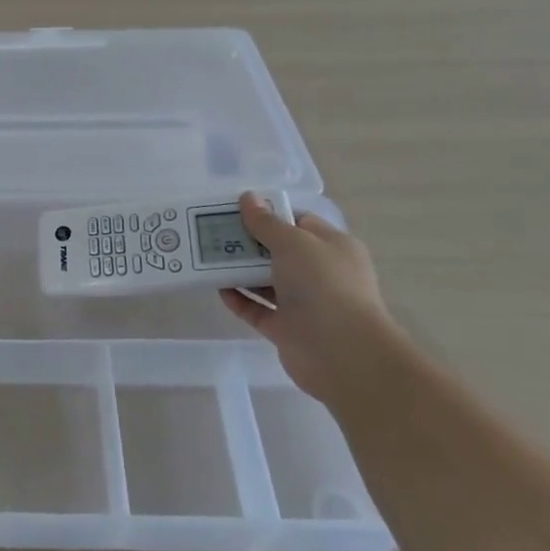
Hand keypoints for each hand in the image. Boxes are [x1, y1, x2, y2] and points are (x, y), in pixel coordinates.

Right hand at [219, 194, 404, 401]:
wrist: (342, 353)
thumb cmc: (323, 285)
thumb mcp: (293, 242)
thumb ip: (266, 222)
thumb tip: (248, 198)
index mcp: (332, 247)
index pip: (299, 222)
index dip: (269, 214)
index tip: (236, 211)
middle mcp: (321, 273)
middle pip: (278, 251)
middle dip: (248, 243)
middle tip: (213, 233)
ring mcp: (304, 303)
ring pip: (266, 281)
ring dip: (239, 271)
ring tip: (208, 258)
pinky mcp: (287, 329)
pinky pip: (258, 309)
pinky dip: (239, 299)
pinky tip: (218, 288)